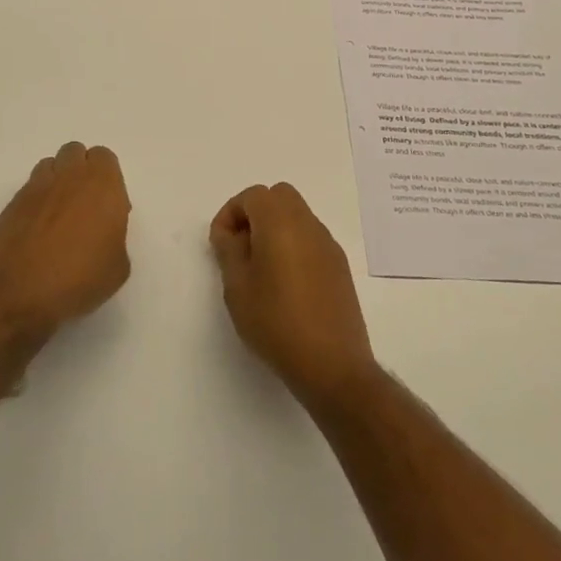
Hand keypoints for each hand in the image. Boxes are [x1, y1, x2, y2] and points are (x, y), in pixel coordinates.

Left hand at [0, 143, 131, 333]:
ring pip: (51, 165)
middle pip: (76, 152)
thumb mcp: (117, 267)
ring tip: (58, 214)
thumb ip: (115, 236)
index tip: (108, 209)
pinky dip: (37, 200)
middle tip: (84, 206)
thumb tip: (102, 232)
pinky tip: (37, 229)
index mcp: (102, 186)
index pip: (105, 158)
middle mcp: (69, 177)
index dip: (108, 179)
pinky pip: (30, 187)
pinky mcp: (12, 202)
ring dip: (58, 180)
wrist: (17, 293)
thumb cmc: (78, 281)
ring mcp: (37, 187)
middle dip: (81, 170)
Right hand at [209, 183, 375, 404]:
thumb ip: (229, 250)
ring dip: (275, 229)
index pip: (252, 195)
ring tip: (260, 269)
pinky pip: (311, 239)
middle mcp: (308, 224)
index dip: (230, 213)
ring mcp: (328, 244)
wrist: (331, 364)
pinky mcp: (340, 266)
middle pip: (279, 197)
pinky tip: (285, 284)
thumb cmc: (275, 322)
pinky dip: (293, 245)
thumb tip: (230, 233)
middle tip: (241, 248)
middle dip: (255, 214)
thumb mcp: (237, 287)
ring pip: (297, 216)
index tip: (220, 244)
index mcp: (280, 222)